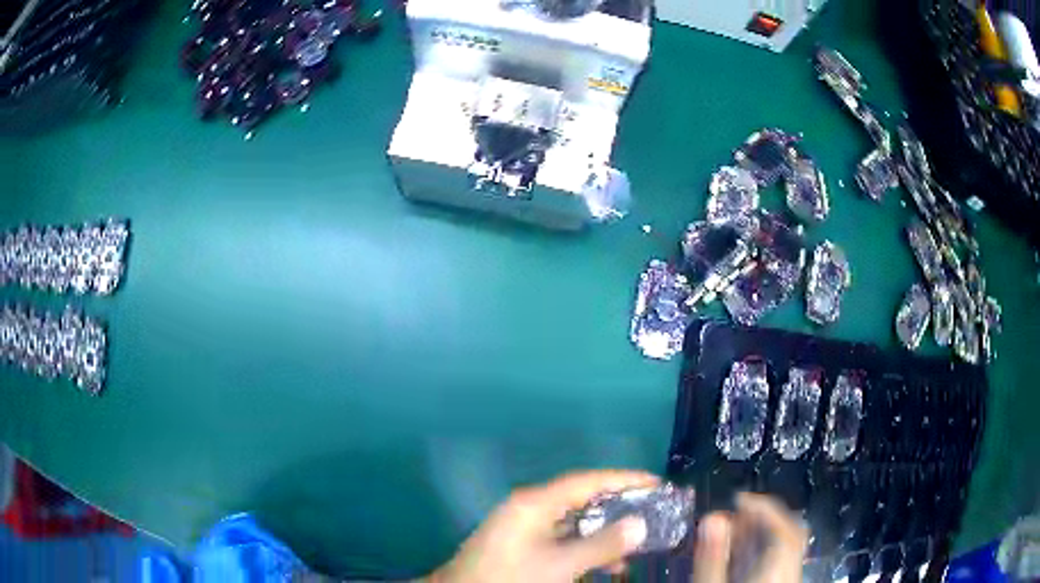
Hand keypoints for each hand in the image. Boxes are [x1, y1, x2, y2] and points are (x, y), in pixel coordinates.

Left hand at [428, 470, 658, 582]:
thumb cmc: (510, 578)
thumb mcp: (559, 566)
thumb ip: (601, 545)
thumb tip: (640, 524)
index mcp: (534, 503)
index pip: (586, 481)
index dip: (623, 479)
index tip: (656, 482)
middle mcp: (529, 508)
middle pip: (582, 498)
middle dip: (618, 505)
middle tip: (653, 510)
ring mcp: (523, 527)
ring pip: (573, 521)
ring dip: (604, 531)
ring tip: (638, 541)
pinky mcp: (521, 545)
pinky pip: (562, 538)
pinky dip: (585, 547)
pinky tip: (606, 563)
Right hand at [692, 493, 807, 582]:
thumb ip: (713, 554)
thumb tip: (711, 517)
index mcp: (779, 562)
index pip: (782, 522)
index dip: (761, 504)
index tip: (738, 497)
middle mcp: (792, 566)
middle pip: (791, 529)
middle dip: (765, 515)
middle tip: (738, 512)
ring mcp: (790, 575)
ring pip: (789, 543)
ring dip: (764, 532)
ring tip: (736, 531)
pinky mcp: (784, 581)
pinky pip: (784, 557)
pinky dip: (766, 548)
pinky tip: (745, 555)